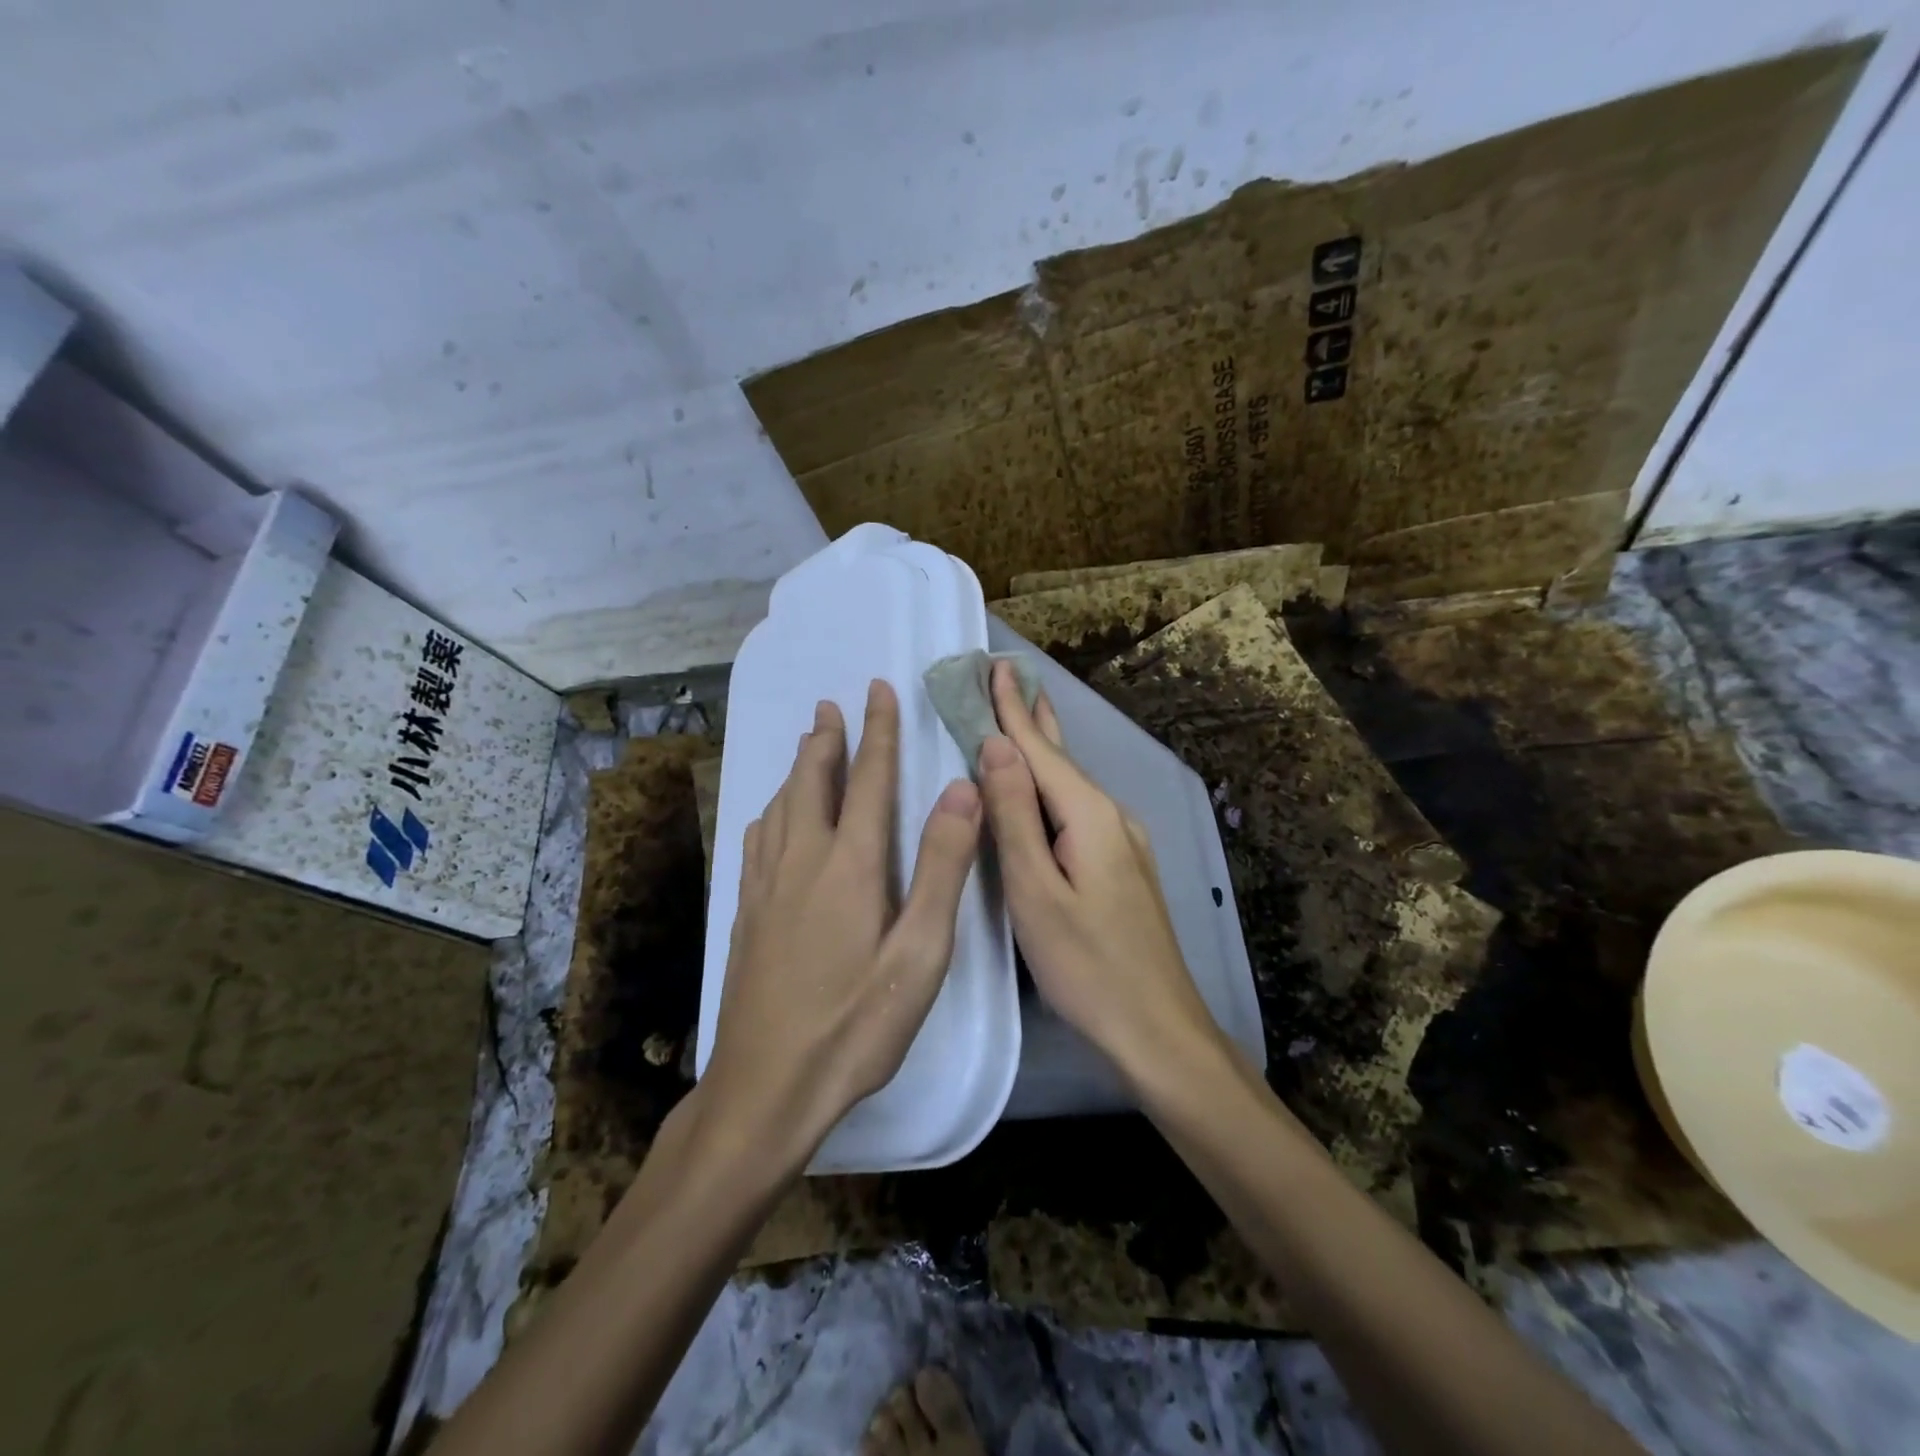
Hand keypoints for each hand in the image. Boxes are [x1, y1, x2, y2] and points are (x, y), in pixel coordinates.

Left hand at [702, 680, 983, 1175]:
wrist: (765, 1087)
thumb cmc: (856, 1025)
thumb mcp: (920, 952)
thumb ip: (942, 867)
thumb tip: (961, 790)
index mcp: (850, 865)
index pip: (869, 780)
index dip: (877, 731)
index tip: (877, 690)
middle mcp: (802, 861)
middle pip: (813, 782)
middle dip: (827, 739)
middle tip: (832, 705)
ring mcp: (767, 886)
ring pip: (781, 806)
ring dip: (798, 768)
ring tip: (808, 745)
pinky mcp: (746, 913)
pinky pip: (758, 838)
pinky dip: (772, 809)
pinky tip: (771, 816)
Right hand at [977, 661, 1226, 1086]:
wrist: (1158, 1031)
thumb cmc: (1087, 966)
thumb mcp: (1036, 892)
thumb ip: (1015, 816)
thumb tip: (996, 746)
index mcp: (1089, 816)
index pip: (1041, 749)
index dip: (1012, 709)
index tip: (994, 666)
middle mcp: (1112, 817)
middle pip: (1063, 758)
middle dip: (1032, 718)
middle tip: (1009, 676)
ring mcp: (1124, 844)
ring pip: (1071, 786)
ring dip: (1042, 751)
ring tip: (1023, 719)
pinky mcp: (1122, 868)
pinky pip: (1078, 811)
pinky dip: (1052, 789)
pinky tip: (1043, 792)